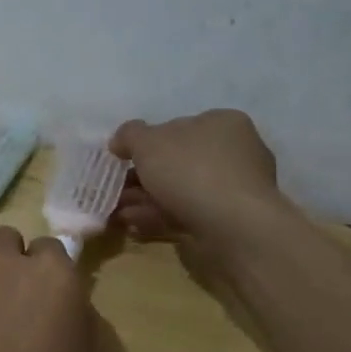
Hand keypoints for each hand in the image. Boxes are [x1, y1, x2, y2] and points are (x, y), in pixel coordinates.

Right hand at [108, 109, 285, 244]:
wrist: (233, 227)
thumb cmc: (191, 170)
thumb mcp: (147, 142)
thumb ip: (129, 135)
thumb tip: (120, 141)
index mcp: (223, 124)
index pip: (179, 126)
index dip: (147, 142)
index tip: (123, 159)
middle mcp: (235, 152)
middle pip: (177, 161)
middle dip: (142, 177)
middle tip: (116, 190)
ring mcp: (235, 189)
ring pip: (180, 191)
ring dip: (146, 200)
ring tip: (118, 212)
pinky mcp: (230, 221)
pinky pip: (188, 213)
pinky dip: (161, 217)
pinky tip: (135, 226)